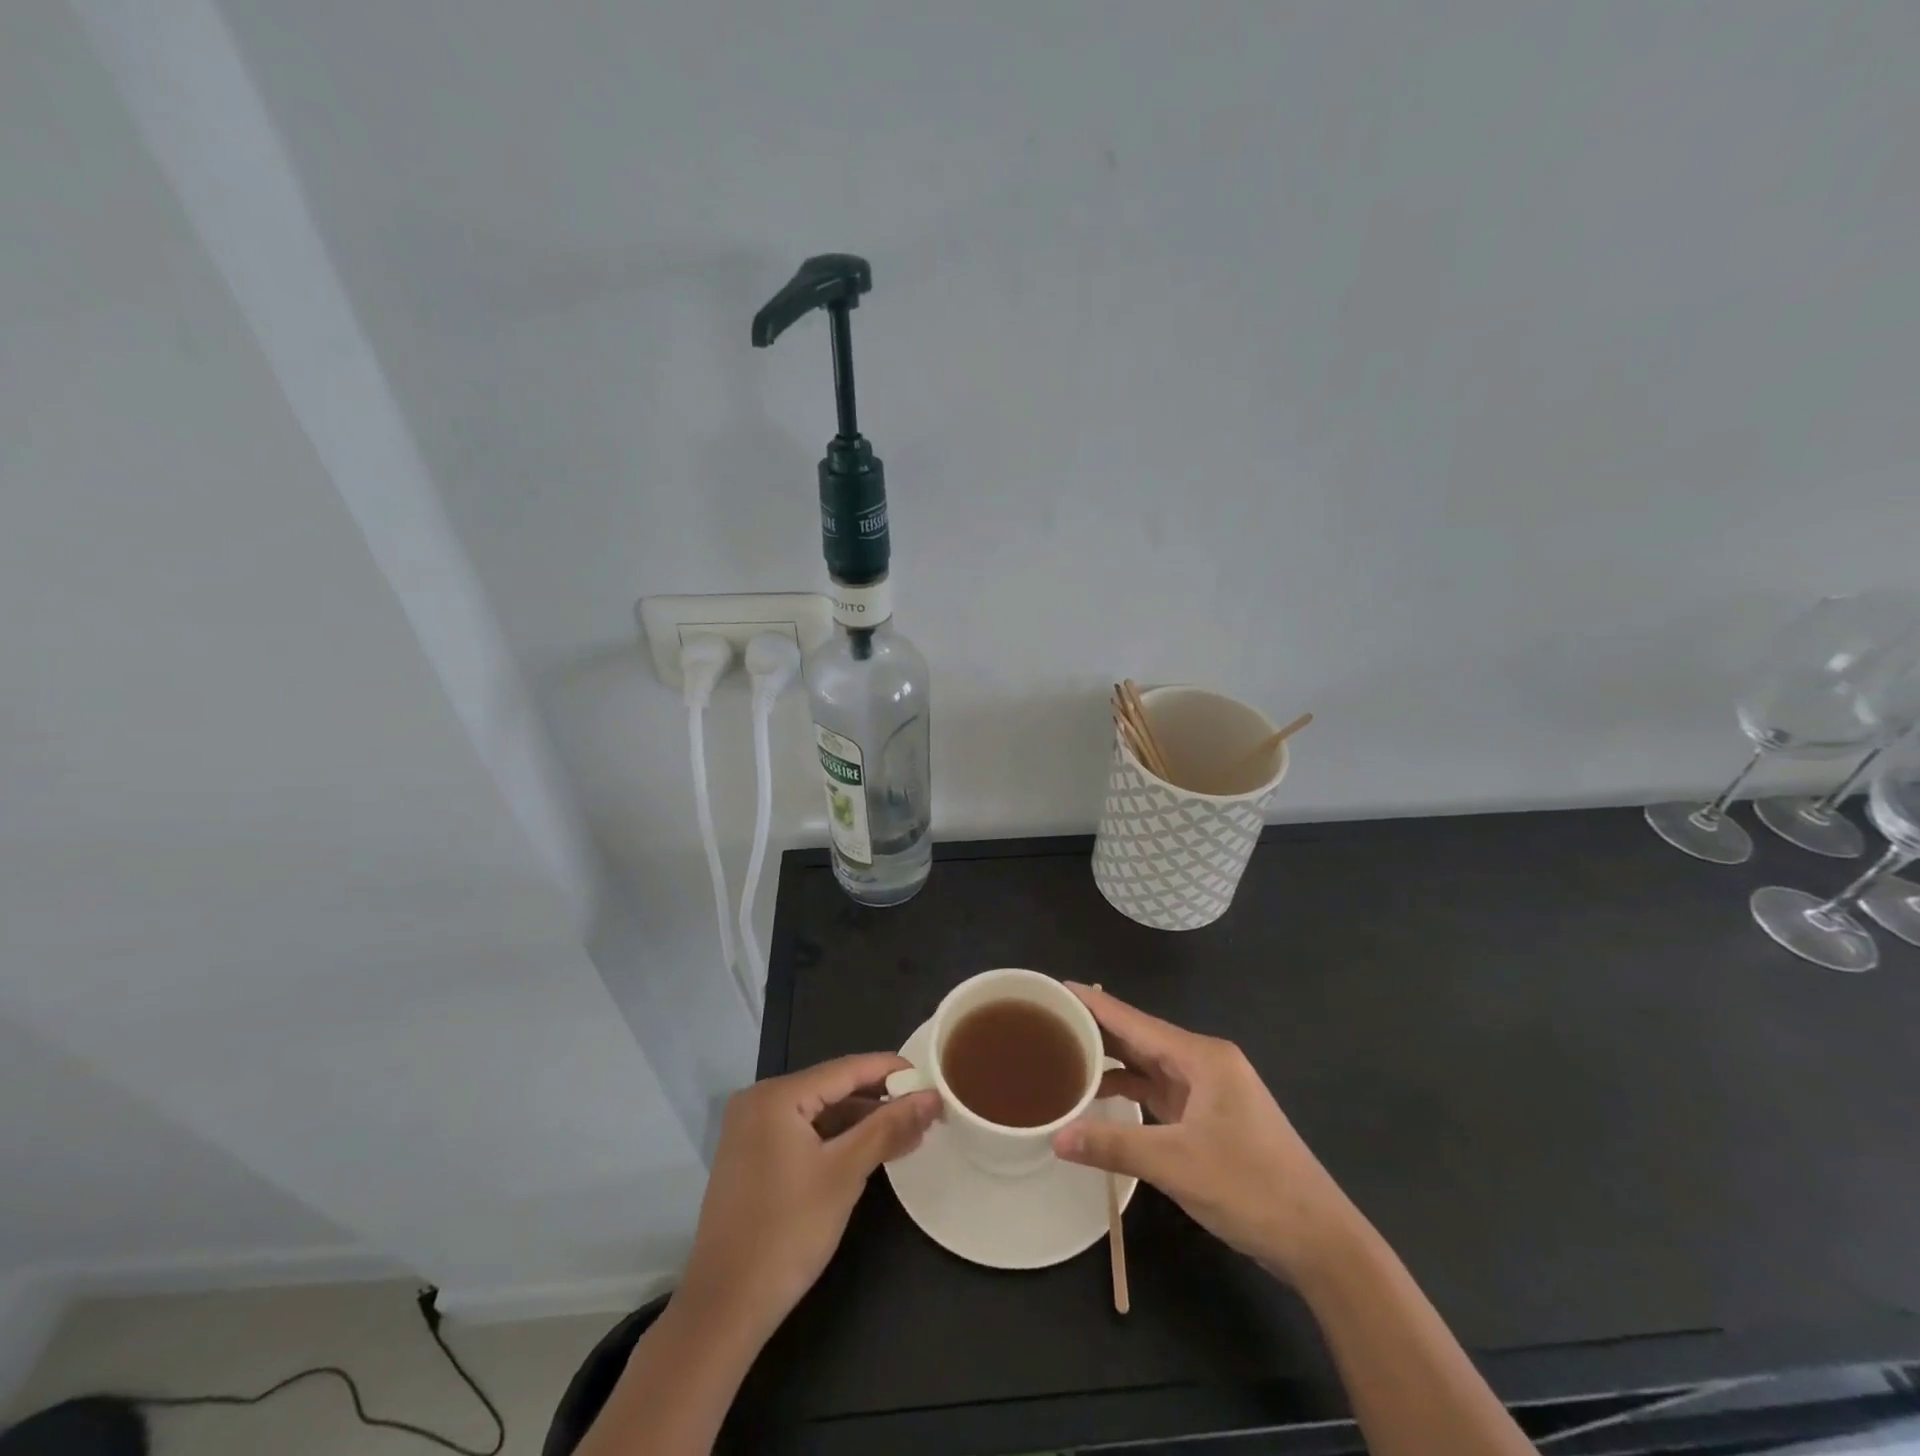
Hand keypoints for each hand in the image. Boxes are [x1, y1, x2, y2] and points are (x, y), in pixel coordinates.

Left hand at [677, 1054, 938, 1342]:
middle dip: (879, 1100)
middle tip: (924, 1110)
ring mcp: (751, 1130)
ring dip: (860, 1122)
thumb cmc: (787, 1233)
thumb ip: (888, 1127)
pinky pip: (803, 1132)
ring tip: (907, 1133)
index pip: (845, 1069)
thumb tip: (931, 1096)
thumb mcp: (845, 1174)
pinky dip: (836, 1139)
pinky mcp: (752, 1157)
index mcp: (776, 1095)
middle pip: (831, 1088)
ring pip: (819, 1112)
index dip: (890, 1070)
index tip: (930, 1076)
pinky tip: (869, 1150)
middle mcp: (759, 1101)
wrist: (724, 1309)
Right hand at [1053, 984, 1358, 1283]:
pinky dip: (1129, 1089)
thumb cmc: (1251, 1188)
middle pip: (1139, 1038)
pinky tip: (1099, 1094)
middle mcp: (1204, 1063)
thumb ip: (1113, 1145)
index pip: (1134, 1021)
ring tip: (1063, 1054)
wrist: (1320, 1240)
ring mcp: (1208, 1090)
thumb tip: (1056, 1136)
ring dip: (1111, 1061)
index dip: (1094, 1004)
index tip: (1055, 988)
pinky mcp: (1208, 1117)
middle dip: (1096, 1030)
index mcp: (1201, 1057)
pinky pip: (1159, 1090)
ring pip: (1148, 1065)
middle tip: (1047, 1022)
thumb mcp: (1176, 1165)